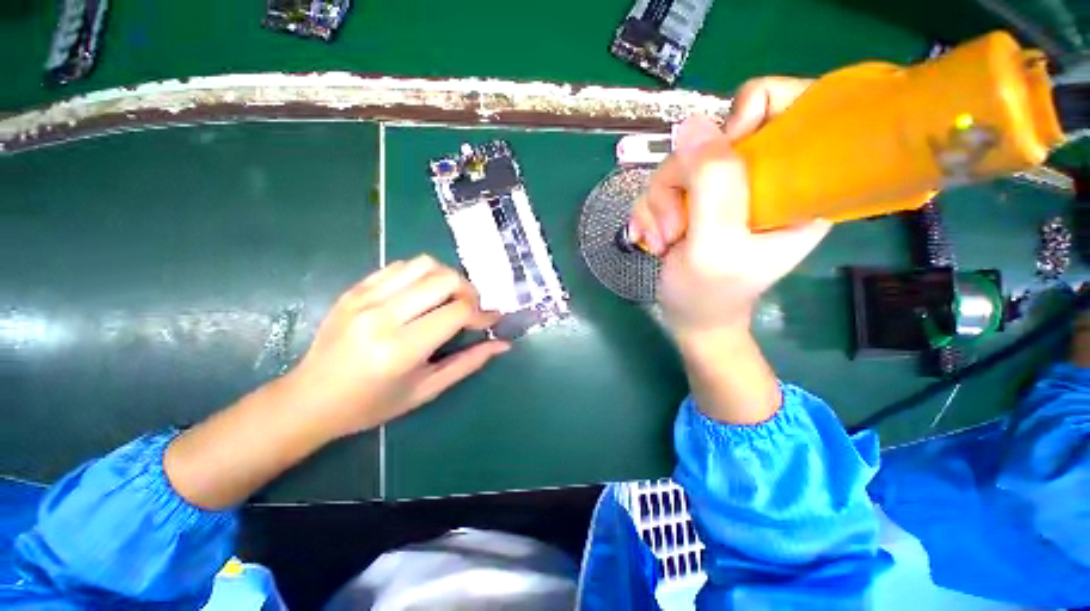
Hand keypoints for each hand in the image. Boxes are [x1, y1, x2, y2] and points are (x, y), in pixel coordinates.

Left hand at [279, 255, 508, 438]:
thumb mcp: (427, 390)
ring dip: (447, 278)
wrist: (310, 399)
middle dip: (469, 291)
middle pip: (445, 279)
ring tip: (449, 298)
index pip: (457, 311)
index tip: (491, 320)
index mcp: (401, 348)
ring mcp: (365, 298)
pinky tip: (423, 293)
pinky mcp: (354, 289)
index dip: (482, 313)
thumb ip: (468, 363)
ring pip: (424, 264)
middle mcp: (383, 316)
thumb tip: (503, 344)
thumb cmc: (372, 404)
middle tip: (471, 309)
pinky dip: (422, 274)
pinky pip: (399, 266)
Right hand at [629, 77, 829, 338]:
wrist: (690, 316)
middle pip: (715, 136)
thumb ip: (712, 186)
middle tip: (676, 226)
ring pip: (680, 161)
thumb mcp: (715, 245)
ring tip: (663, 241)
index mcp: (799, 185)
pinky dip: (650, 212)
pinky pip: (662, 183)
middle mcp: (763, 177)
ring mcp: (724, 187)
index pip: (792, 106)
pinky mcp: (695, 198)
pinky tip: (654, 239)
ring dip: (659, 203)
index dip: (749, 114)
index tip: (717, 155)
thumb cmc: (711, 293)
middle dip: (681, 181)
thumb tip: (693, 124)